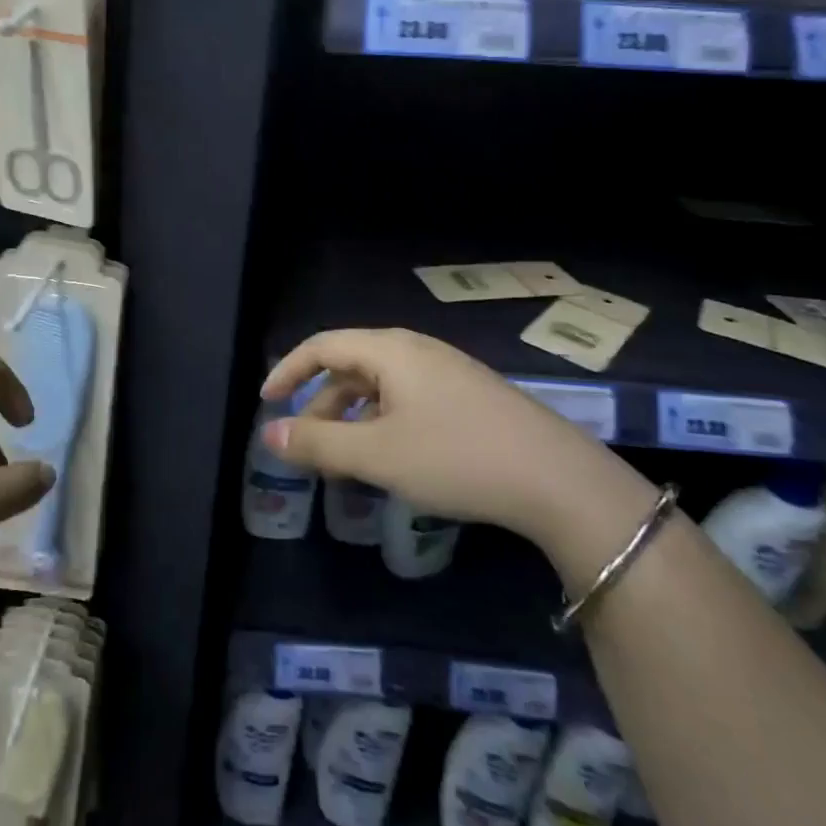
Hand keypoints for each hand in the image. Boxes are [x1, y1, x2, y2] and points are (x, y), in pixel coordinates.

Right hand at [261, 328, 636, 548]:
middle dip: (320, 404)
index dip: (288, 370)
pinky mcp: (468, 397)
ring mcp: (446, 373)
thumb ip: (317, 443)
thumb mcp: (377, 454)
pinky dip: (382, 424)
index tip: (266, 402)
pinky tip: (390, 459)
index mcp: (390, 351)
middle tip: (305, 446)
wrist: (558, 480)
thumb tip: (268, 434)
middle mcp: (416, 351)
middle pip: (351, 366)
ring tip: (343, 460)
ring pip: (380, 387)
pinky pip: (407, 400)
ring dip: (351, 418)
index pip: (322, 346)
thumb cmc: (456, 457)